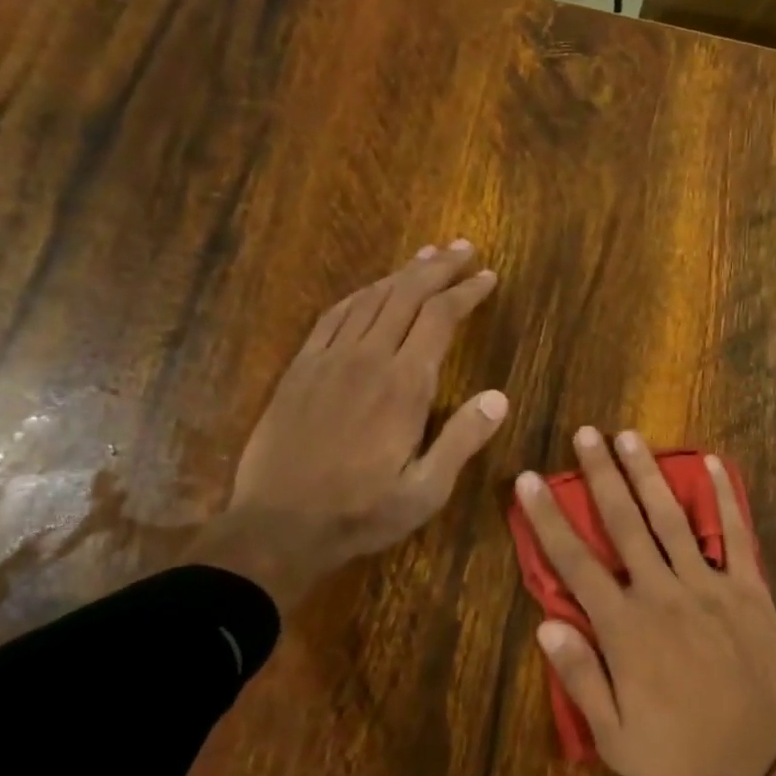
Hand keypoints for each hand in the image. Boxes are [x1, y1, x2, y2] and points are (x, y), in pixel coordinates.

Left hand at [189, 241, 507, 611]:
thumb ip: (463, 440)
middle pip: (407, 296)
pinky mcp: (301, 369)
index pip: (440, 319)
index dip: (466, 292)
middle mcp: (368, 359)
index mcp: (404, 386)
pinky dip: (360, 294)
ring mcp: (329, 360)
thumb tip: (499, 397)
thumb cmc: (361, 513)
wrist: (277, 527)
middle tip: (463, 248)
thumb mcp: (426, 490)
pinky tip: (373, 289)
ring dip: (402, 273)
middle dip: (439, 268)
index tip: (487, 276)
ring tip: (427, 256)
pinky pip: (333, 316)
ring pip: (371, 299)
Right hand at [516, 427, 775, 775]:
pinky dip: (724, 496)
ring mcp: (709, 585)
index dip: (548, 519)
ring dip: (648, 474)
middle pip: (624, 524)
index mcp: (624, 628)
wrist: (764, 767)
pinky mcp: (748, 589)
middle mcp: (662, 593)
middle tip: (586, 434)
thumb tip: (545, 624)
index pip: (574, 563)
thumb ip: (580, 677)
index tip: (530, 479)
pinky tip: (712, 463)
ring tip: (629, 436)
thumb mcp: (614, 737)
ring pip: (672, 518)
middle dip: (601, 476)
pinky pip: (736, 533)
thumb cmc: (682, 757)